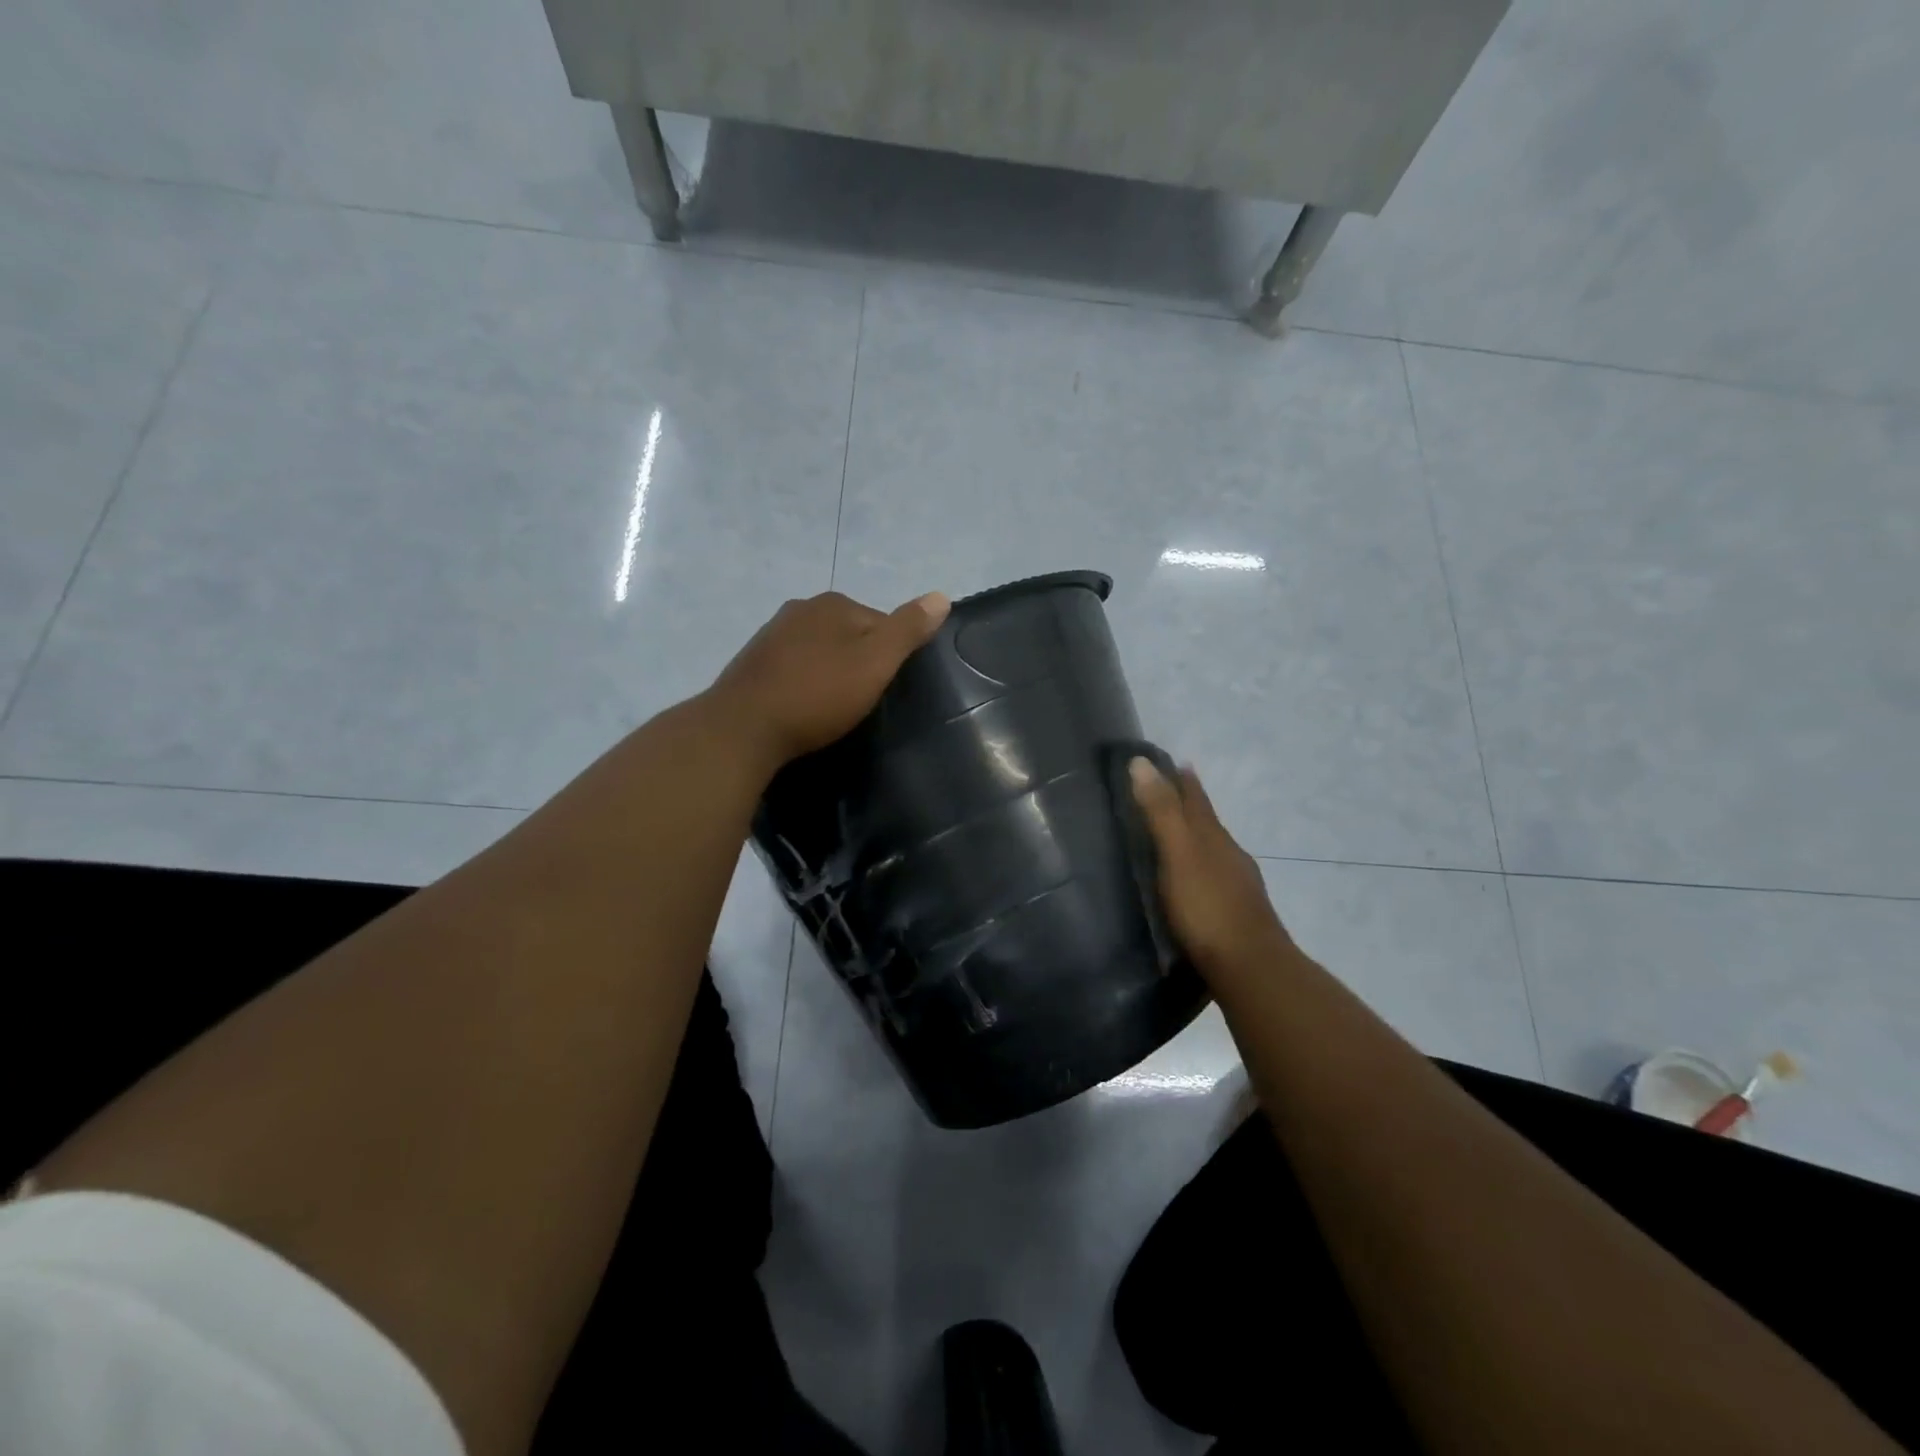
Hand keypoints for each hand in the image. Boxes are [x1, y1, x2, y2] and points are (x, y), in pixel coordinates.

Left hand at [707, 590, 949, 771]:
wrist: (744, 728)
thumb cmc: (818, 695)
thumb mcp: (876, 663)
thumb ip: (908, 629)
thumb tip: (941, 596)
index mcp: (833, 603)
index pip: (881, 622)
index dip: (891, 656)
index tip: (887, 688)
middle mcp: (801, 607)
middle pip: (849, 633)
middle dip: (859, 661)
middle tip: (863, 701)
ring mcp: (772, 633)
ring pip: (820, 649)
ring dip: (831, 671)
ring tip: (834, 707)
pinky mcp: (753, 661)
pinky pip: (794, 666)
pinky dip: (805, 681)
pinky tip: (804, 705)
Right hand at [1129, 757, 1294, 982]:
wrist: (1251, 969)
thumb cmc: (1207, 908)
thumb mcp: (1178, 854)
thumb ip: (1161, 812)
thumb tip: (1142, 762)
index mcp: (1213, 837)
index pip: (1196, 799)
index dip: (1183, 780)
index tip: (1175, 761)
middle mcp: (1229, 855)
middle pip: (1207, 822)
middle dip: (1189, 806)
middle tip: (1168, 793)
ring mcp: (1237, 886)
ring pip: (1213, 851)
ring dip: (1195, 839)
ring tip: (1175, 837)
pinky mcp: (1235, 914)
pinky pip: (1213, 878)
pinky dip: (1198, 869)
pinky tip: (1191, 883)